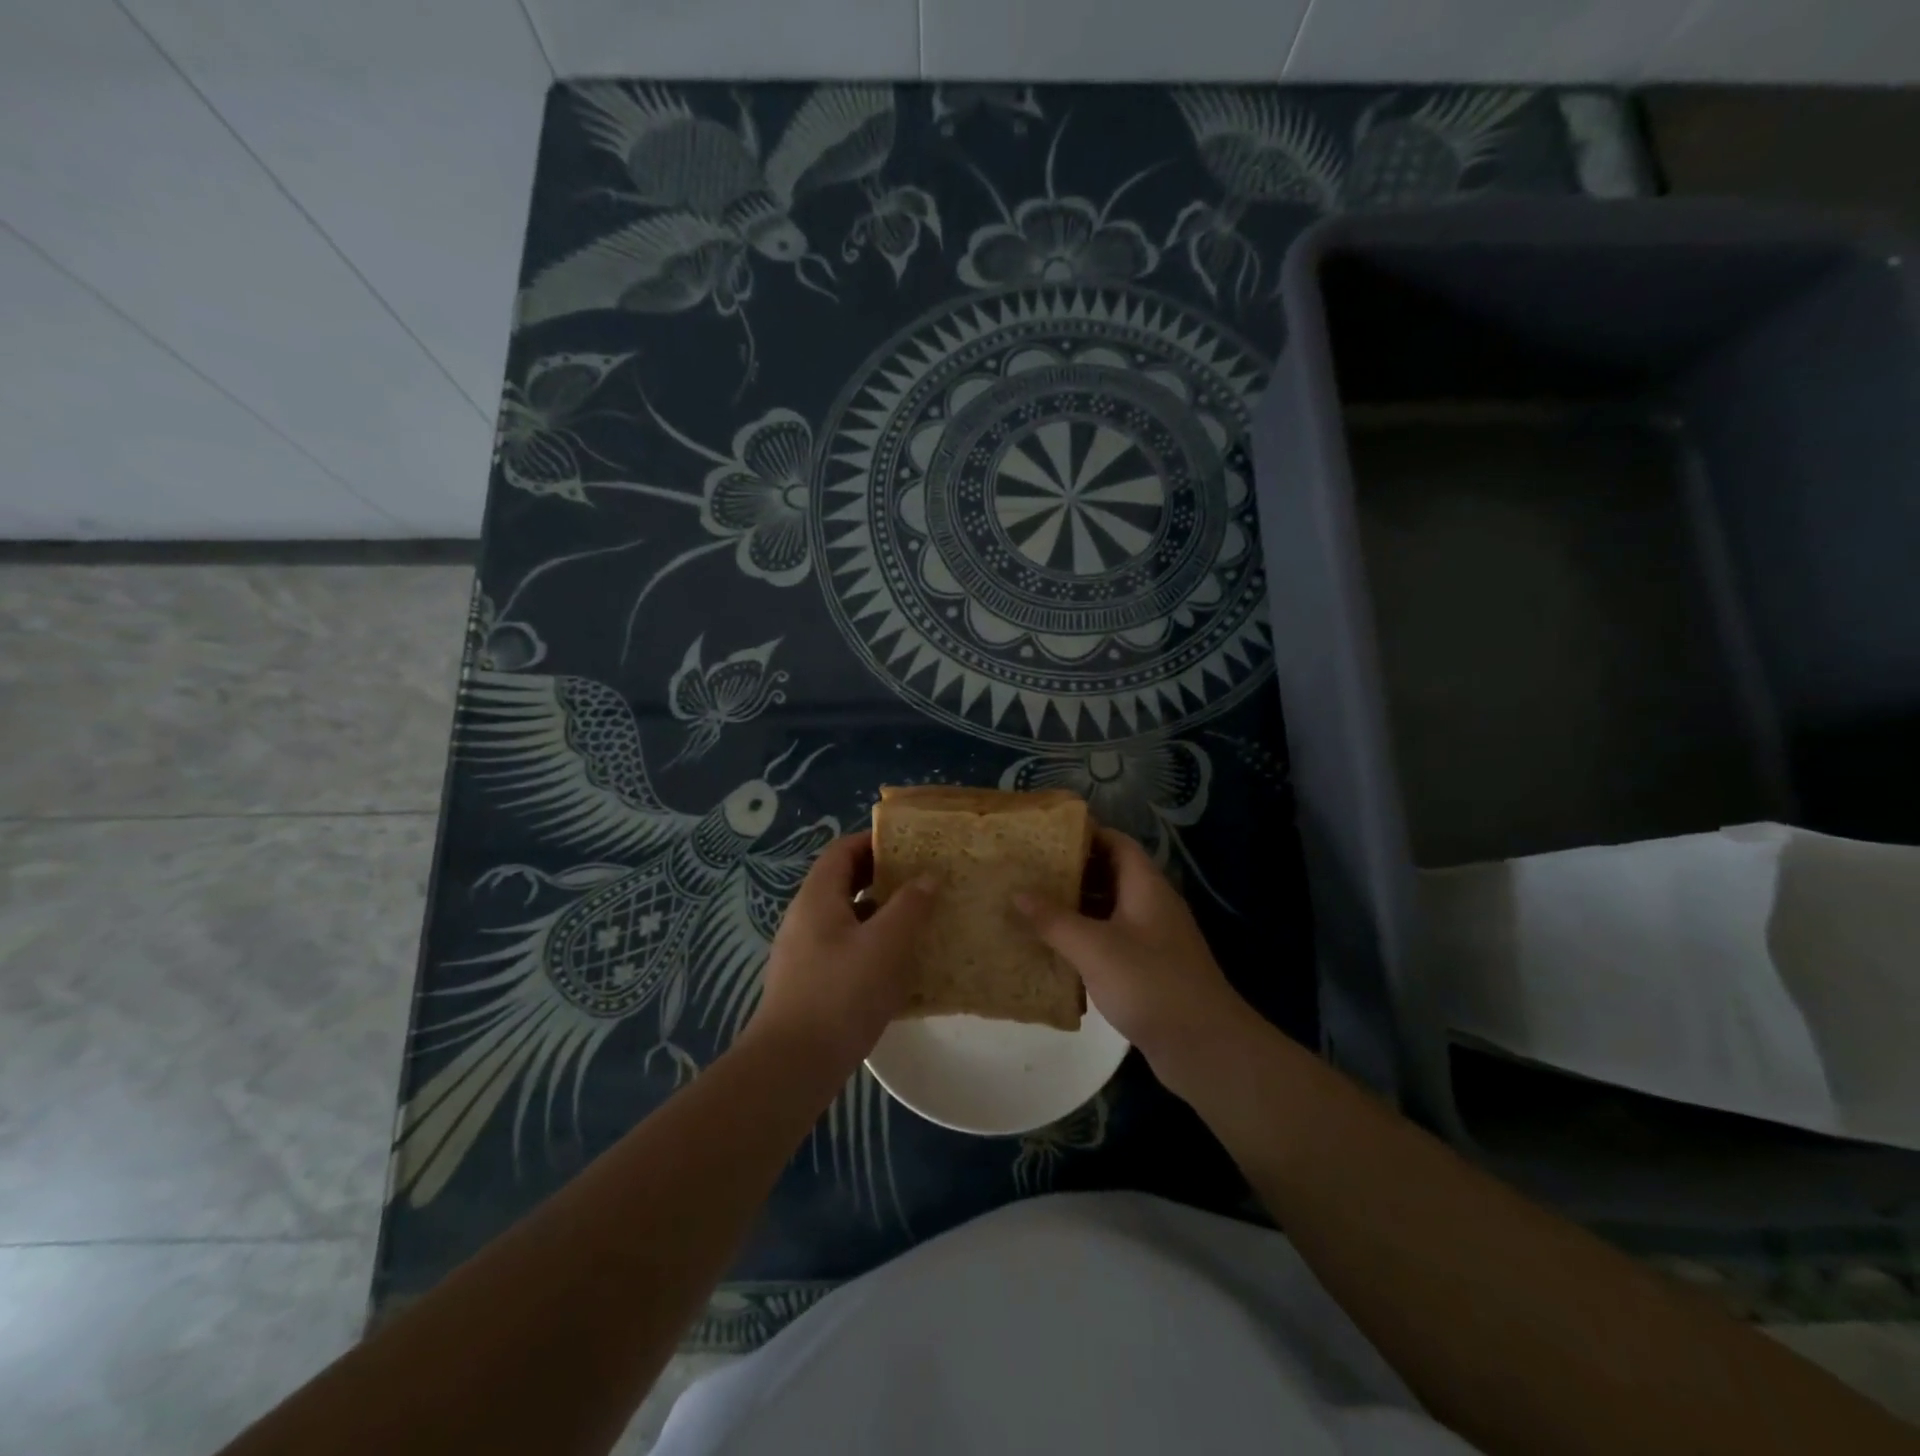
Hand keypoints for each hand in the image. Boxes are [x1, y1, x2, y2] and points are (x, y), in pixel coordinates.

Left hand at [744, 831, 935, 1074]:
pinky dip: (872, 946)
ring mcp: (804, 952)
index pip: (843, 851)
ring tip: (919, 920)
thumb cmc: (842, 993)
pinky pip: (845, 949)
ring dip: (881, 914)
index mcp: (818, 897)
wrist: (793, 1065)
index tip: (911, 845)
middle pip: (844, 882)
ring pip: (847, 918)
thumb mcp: (886, 944)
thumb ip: (910, 906)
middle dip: (882, 878)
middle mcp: (805, 918)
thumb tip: (927, 877)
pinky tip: (899, 966)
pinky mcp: (810, 983)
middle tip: (922, 881)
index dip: (875, 842)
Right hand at [1018, 829, 1253, 1094]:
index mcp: (1146, 886)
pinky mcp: (1149, 969)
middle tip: (1029, 871)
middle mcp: (1152, 905)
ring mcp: (1153, 939)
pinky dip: (1085, 940)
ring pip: (1109, 910)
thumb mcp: (1094, 948)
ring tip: (1032, 906)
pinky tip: (1055, 950)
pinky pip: (1111, 941)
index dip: (1085, 833)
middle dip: (1072, 871)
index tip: (1045, 835)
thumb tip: (1017, 892)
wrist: (1205, 1047)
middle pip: (1110, 874)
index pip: (1116, 843)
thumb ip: (1054, 919)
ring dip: (1075, 908)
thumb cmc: (1150, 983)